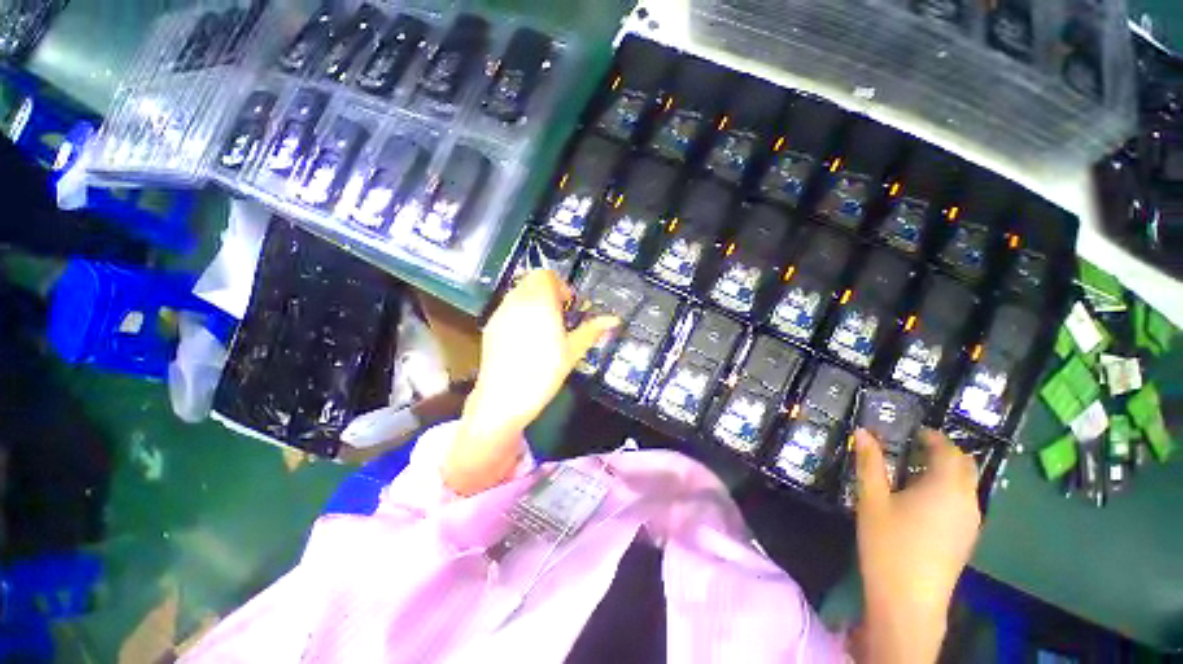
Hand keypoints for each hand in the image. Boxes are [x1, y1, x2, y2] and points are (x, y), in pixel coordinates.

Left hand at [444, 270, 619, 494]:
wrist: (503, 400)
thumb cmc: (543, 374)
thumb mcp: (572, 352)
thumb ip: (591, 331)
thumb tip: (614, 319)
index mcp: (539, 303)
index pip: (546, 275)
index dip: (560, 286)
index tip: (568, 305)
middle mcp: (517, 301)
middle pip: (531, 280)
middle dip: (547, 291)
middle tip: (559, 315)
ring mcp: (500, 313)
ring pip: (518, 292)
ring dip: (533, 300)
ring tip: (543, 326)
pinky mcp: (490, 326)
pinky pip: (508, 307)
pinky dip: (520, 311)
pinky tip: (526, 337)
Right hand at [852, 428, 981, 663]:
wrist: (909, 601)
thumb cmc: (888, 544)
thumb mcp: (872, 499)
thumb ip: (869, 463)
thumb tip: (863, 432)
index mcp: (946, 487)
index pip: (949, 451)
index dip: (934, 437)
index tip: (914, 432)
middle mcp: (967, 501)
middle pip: (965, 467)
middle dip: (945, 453)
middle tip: (915, 448)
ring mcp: (971, 523)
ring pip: (966, 486)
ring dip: (946, 472)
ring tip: (914, 473)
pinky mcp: (966, 539)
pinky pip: (963, 503)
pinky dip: (948, 491)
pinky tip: (923, 502)